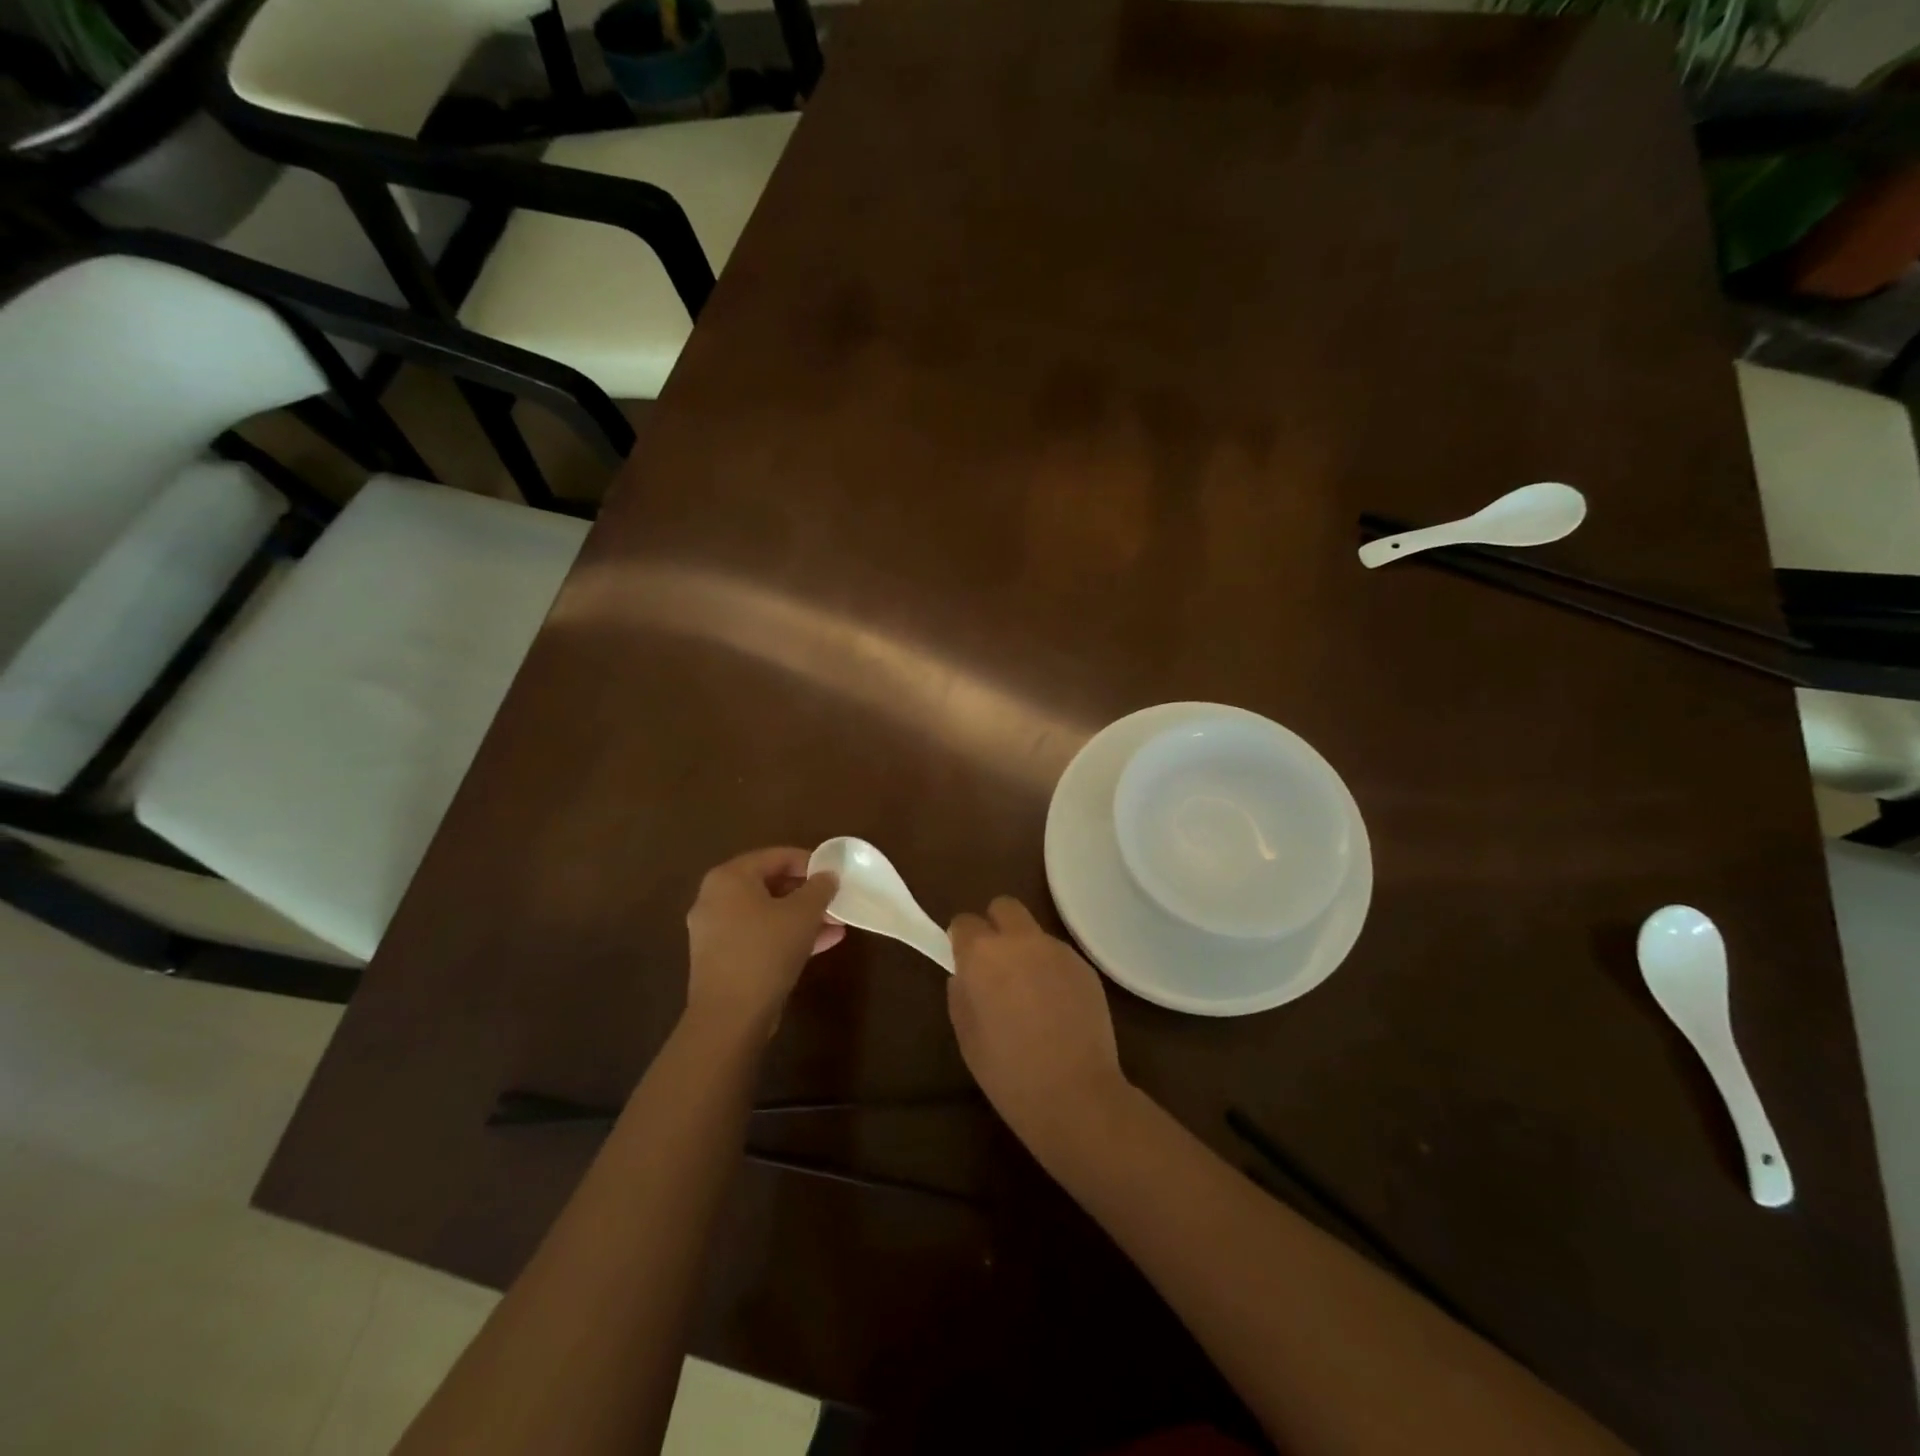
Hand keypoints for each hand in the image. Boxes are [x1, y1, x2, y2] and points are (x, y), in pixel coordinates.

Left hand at [686, 847, 842, 1035]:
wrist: (730, 1017)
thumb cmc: (765, 951)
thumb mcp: (802, 914)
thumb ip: (819, 888)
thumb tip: (828, 876)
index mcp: (729, 878)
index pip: (775, 856)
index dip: (809, 862)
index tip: (835, 873)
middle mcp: (715, 899)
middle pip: (769, 885)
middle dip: (807, 893)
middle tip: (835, 899)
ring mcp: (715, 931)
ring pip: (766, 914)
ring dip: (802, 917)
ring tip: (837, 923)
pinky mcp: (722, 959)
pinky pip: (759, 936)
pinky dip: (787, 936)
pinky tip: (823, 944)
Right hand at [947, 897, 1129, 1150]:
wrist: (1074, 1094)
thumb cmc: (1008, 1072)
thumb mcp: (966, 1036)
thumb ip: (961, 993)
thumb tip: (966, 975)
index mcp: (983, 954)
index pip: (964, 922)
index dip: (962, 941)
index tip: (965, 964)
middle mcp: (1021, 941)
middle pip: (1004, 907)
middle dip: (995, 926)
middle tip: (996, 965)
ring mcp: (1057, 950)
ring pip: (1034, 933)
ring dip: (1026, 951)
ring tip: (1031, 994)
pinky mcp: (1085, 966)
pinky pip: (1059, 956)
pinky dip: (1052, 970)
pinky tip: (1057, 1007)